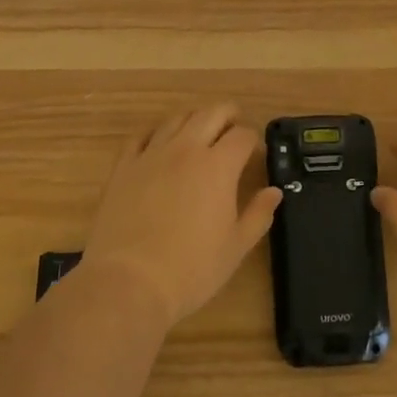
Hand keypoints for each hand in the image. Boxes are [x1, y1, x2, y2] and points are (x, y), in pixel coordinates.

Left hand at [81, 103, 281, 328]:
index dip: (253, 140)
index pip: (243, 136)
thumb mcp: (236, 247)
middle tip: (235, 125)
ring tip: (200, 130)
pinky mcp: (123, 167)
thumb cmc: (191, 269)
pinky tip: (159, 141)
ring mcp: (151, 155)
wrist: (128, 282)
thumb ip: (258, 214)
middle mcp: (186, 149)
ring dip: (194, 119)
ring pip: (176, 119)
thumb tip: (274, 192)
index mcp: (218, 166)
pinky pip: (141, 136)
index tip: (255, 153)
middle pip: (211, 114)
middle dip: (228, 115)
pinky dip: (156, 132)